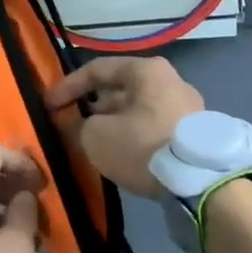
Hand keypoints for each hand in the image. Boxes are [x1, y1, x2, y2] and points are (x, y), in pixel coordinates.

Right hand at [46, 55, 204, 197]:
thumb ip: (79, 126)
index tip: (49, 105)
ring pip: (137, 110)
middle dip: (93, 106)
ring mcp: (187, 107)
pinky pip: (154, 127)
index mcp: (146, 70)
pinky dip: (134, 136)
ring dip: (114, 123)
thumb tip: (80, 126)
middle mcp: (170, 80)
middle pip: (120, 89)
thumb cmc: (144, 146)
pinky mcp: (195, 134)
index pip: (97, 69)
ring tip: (95, 142)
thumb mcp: (96, 137)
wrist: (203, 183)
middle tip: (72, 124)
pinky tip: (123, 154)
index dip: (67, 86)